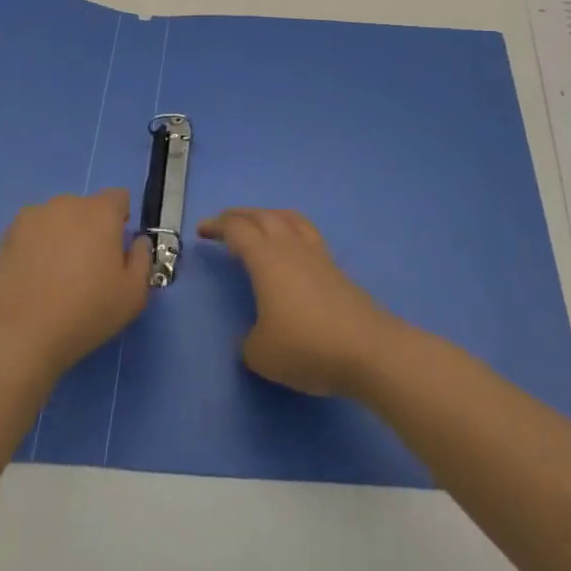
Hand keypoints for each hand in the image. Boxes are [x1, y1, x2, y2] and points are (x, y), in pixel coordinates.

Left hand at [0, 190, 151, 377]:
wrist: (18, 335)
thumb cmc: (85, 312)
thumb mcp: (134, 294)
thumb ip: (142, 259)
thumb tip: (136, 241)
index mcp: (101, 212)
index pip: (119, 198)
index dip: (121, 220)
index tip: (115, 251)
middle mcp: (66, 204)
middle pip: (86, 208)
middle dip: (90, 229)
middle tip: (86, 268)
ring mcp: (32, 217)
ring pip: (57, 219)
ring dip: (62, 236)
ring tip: (55, 275)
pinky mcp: (6, 235)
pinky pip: (32, 233)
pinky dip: (36, 247)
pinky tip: (32, 279)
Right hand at [198, 208, 403, 397]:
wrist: (368, 350)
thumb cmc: (307, 347)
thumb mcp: (262, 354)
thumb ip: (249, 342)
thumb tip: (255, 337)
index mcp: (266, 259)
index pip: (237, 230)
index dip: (217, 226)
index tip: (202, 231)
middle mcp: (290, 247)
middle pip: (262, 216)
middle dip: (239, 215)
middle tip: (223, 223)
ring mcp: (317, 255)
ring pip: (289, 218)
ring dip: (268, 216)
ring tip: (258, 224)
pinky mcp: (336, 268)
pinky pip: (307, 234)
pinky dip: (291, 230)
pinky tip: (291, 249)